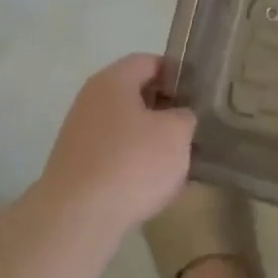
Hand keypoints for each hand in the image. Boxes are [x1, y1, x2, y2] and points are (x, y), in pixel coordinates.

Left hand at [36, 55, 194, 234]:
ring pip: (126, 128)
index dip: (177, 73)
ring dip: (152, 140)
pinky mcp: (77, 166)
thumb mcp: (176, 133)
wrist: (78, 216)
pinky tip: (155, 185)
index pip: (149, 61)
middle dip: (166, 110)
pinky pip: (115, 155)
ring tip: (180, 161)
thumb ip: (185, 116)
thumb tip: (179, 117)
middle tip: (194, 128)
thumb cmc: (133, 162)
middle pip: (135, 95)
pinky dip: (135, 164)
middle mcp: (91, 100)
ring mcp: (80, 134)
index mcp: (113, 81)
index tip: (199, 94)